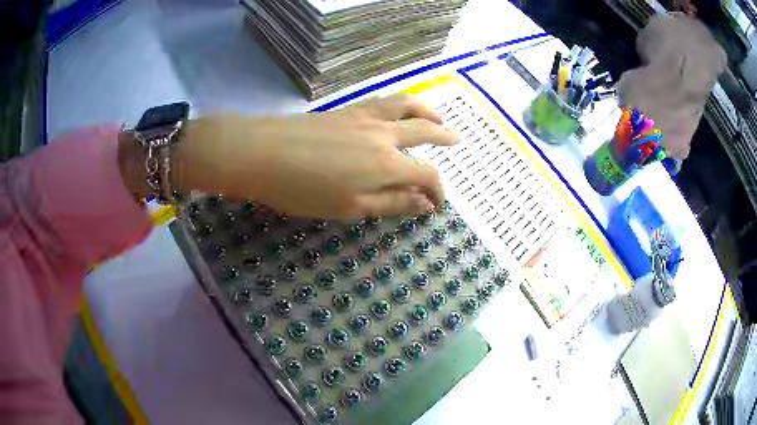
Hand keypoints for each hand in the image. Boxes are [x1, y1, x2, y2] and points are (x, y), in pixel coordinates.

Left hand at [171, 95, 457, 218]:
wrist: (260, 152)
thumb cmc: (301, 189)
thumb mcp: (348, 208)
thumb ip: (391, 204)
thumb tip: (424, 204)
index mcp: (386, 164)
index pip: (427, 175)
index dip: (437, 191)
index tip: (437, 205)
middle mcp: (383, 135)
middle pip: (424, 129)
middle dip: (444, 136)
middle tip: (456, 139)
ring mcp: (364, 117)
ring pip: (405, 106)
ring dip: (427, 110)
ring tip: (437, 116)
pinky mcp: (346, 109)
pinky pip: (384, 101)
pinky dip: (402, 104)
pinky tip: (398, 110)